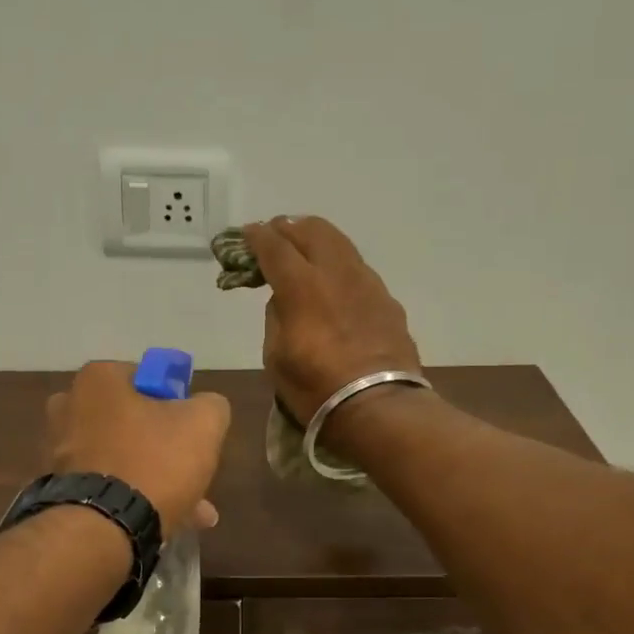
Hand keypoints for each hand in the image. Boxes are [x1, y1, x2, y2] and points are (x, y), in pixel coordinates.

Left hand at [46, 362, 231, 538]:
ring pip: (121, 459)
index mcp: (97, 379)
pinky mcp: (56, 489)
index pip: (146, 378)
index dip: (176, 404)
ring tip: (190, 511)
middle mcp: (67, 407)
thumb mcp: (204, 423)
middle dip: (165, 448)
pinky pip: (105, 487)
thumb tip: (204, 408)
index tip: (191, 432)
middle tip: (192, 474)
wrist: (102, 529)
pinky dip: (130, 499)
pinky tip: (162, 523)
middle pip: (132, 422)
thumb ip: (210, 406)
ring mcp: (56, 451)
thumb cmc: (153, 462)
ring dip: (153, 479)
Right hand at [242, 217, 422, 424]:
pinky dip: (339, 266)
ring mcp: (367, 284)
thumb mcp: (276, 357)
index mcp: (302, 286)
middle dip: (289, 228)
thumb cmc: (316, 388)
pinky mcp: (387, 301)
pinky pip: (358, 270)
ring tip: (305, 249)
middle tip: (275, 234)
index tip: (247, 234)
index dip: (257, 237)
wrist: (379, 406)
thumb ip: (276, 318)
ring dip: (317, 240)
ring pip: (340, 244)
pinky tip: (334, 282)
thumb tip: (284, 300)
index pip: (275, 247)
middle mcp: (337, 273)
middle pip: (312, 230)